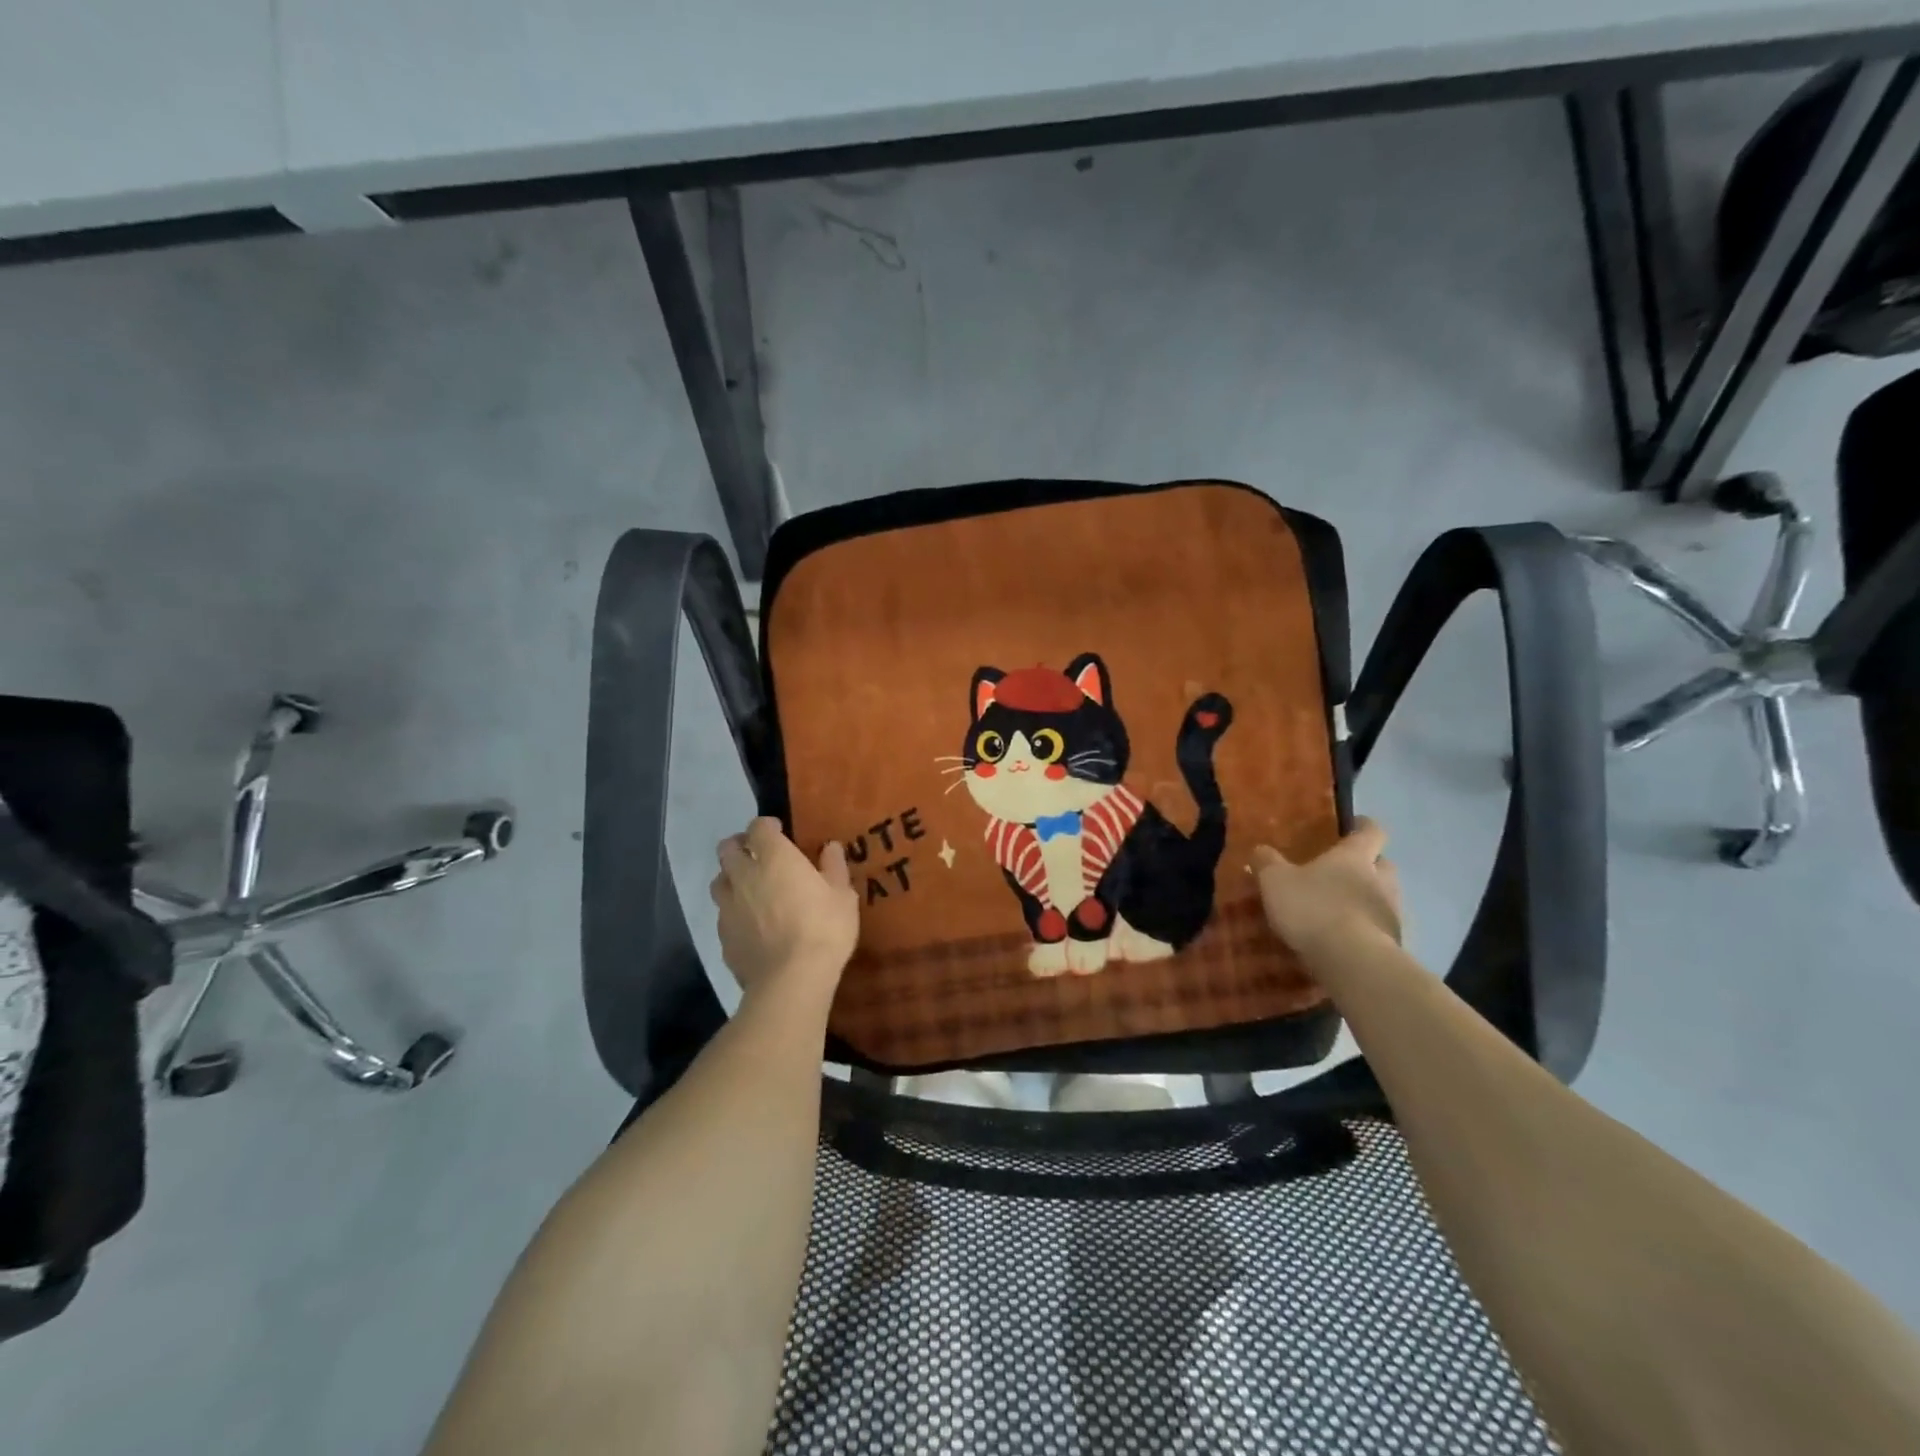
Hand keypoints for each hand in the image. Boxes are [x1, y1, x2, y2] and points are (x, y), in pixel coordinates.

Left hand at [709, 817, 858, 995]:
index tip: (778, 831)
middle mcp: (744, 876)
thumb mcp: (842, 896)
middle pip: (727, 849)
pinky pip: (722, 915)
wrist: (791, 979)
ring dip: (731, 878)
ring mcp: (728, 907)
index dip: (766, 826)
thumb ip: (833, 868)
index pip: (758, 827)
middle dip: (739, 846)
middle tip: (757, 854)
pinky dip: (733, 912)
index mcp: (774, 858)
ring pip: (719, 881)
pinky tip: (749, 924)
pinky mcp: (723, 937)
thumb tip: (830, 848)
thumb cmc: (823, 929)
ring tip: (748, 888)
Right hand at [1253, 817, 1401, 961]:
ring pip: (1384, 898)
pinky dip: (1366, 929)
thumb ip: (1267, 862)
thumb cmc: (1313, 908)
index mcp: (1355, 857)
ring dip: (1368, 899)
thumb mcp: (1275, 881)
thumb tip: (1260, 849)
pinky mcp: (1393, 945)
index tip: (1356, 824)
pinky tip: (1346, 940)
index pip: (1372, 832)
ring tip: (1341, 910)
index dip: (1365, 826)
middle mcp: (1381, 880)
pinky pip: (1380, 929)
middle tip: (1345, 871)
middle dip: (1369, 866)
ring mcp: (1392, 914)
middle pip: (1384, 865)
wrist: (1352, 961)